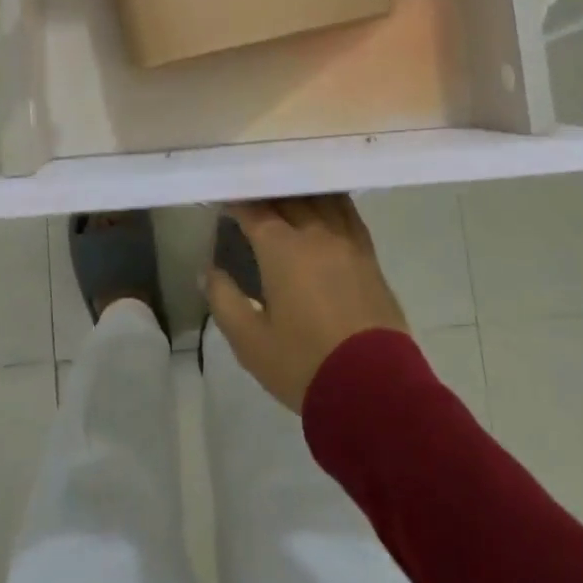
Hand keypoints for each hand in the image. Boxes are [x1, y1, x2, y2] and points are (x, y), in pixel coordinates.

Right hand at [205, 195, 410, 413]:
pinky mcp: (369, 255)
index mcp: (281, 248)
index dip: (237, 202)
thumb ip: (223, 299)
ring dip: (299, 192)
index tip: (225, 200)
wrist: (373, 389)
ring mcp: (346, 241)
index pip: (254, 210)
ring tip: (286, 194)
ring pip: (320, 199)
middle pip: (288, 197)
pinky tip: (325, 205)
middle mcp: (314, 233)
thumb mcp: (249, 341)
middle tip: (251, 195)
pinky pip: (348, 213)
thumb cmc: (303, 363)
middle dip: (267, 192)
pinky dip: (331, 201)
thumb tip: (208, 271)